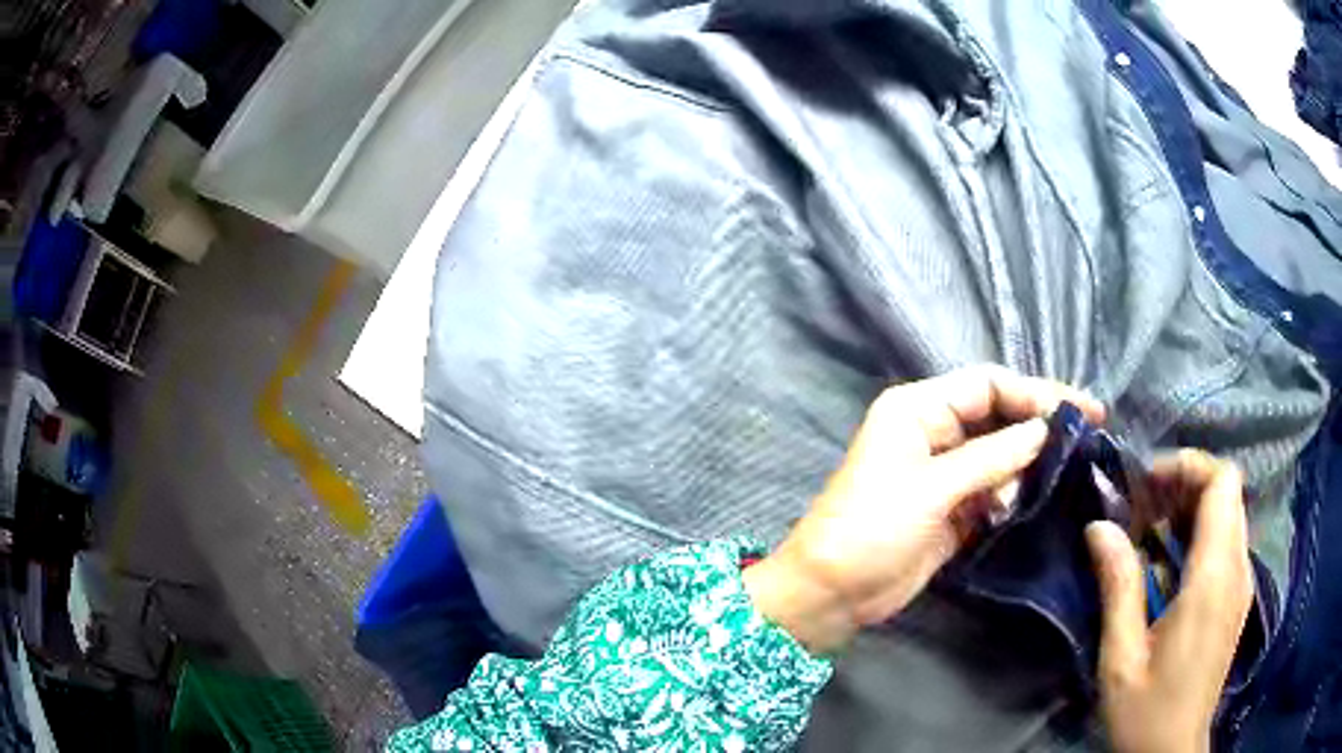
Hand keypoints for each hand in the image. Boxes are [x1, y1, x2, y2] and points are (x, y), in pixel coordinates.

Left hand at [743, 365, 1104, 653]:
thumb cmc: (871, 529)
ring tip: (1063, 472)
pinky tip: (1033, 502)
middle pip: (998, 416)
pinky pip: (993, 490)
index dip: (1035, 392)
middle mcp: (932, 432)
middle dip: (1039, 424)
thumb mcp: (933, 488)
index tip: (1080, 408)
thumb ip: (991, 458)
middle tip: (1088, 432)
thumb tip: (1042, 430)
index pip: (987, 385)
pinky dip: (1014, 494)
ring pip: (999, 454)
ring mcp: (943, 472)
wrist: (831, 593)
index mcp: (918, 409)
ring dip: (1028, 463)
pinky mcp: (951, 508)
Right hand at [1087, 450, 1253, 752]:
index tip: (1146, 485)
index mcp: (1214, 579)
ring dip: (1192, 507)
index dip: (1187, 466)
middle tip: (1142, 508)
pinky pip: (1228, 541)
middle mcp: (1238, 569)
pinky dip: (1201, 533)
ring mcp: (1242, 584)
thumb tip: (1100, 526)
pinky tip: (1170, 565)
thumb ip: (1118, 587)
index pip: (1222, 482)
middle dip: (1186, 483)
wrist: (1173, 752)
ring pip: (1229, 513)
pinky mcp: (1238, 598)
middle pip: (1228, 490)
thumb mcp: (1121, 658)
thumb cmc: (1147, 711)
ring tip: (1152, 533)